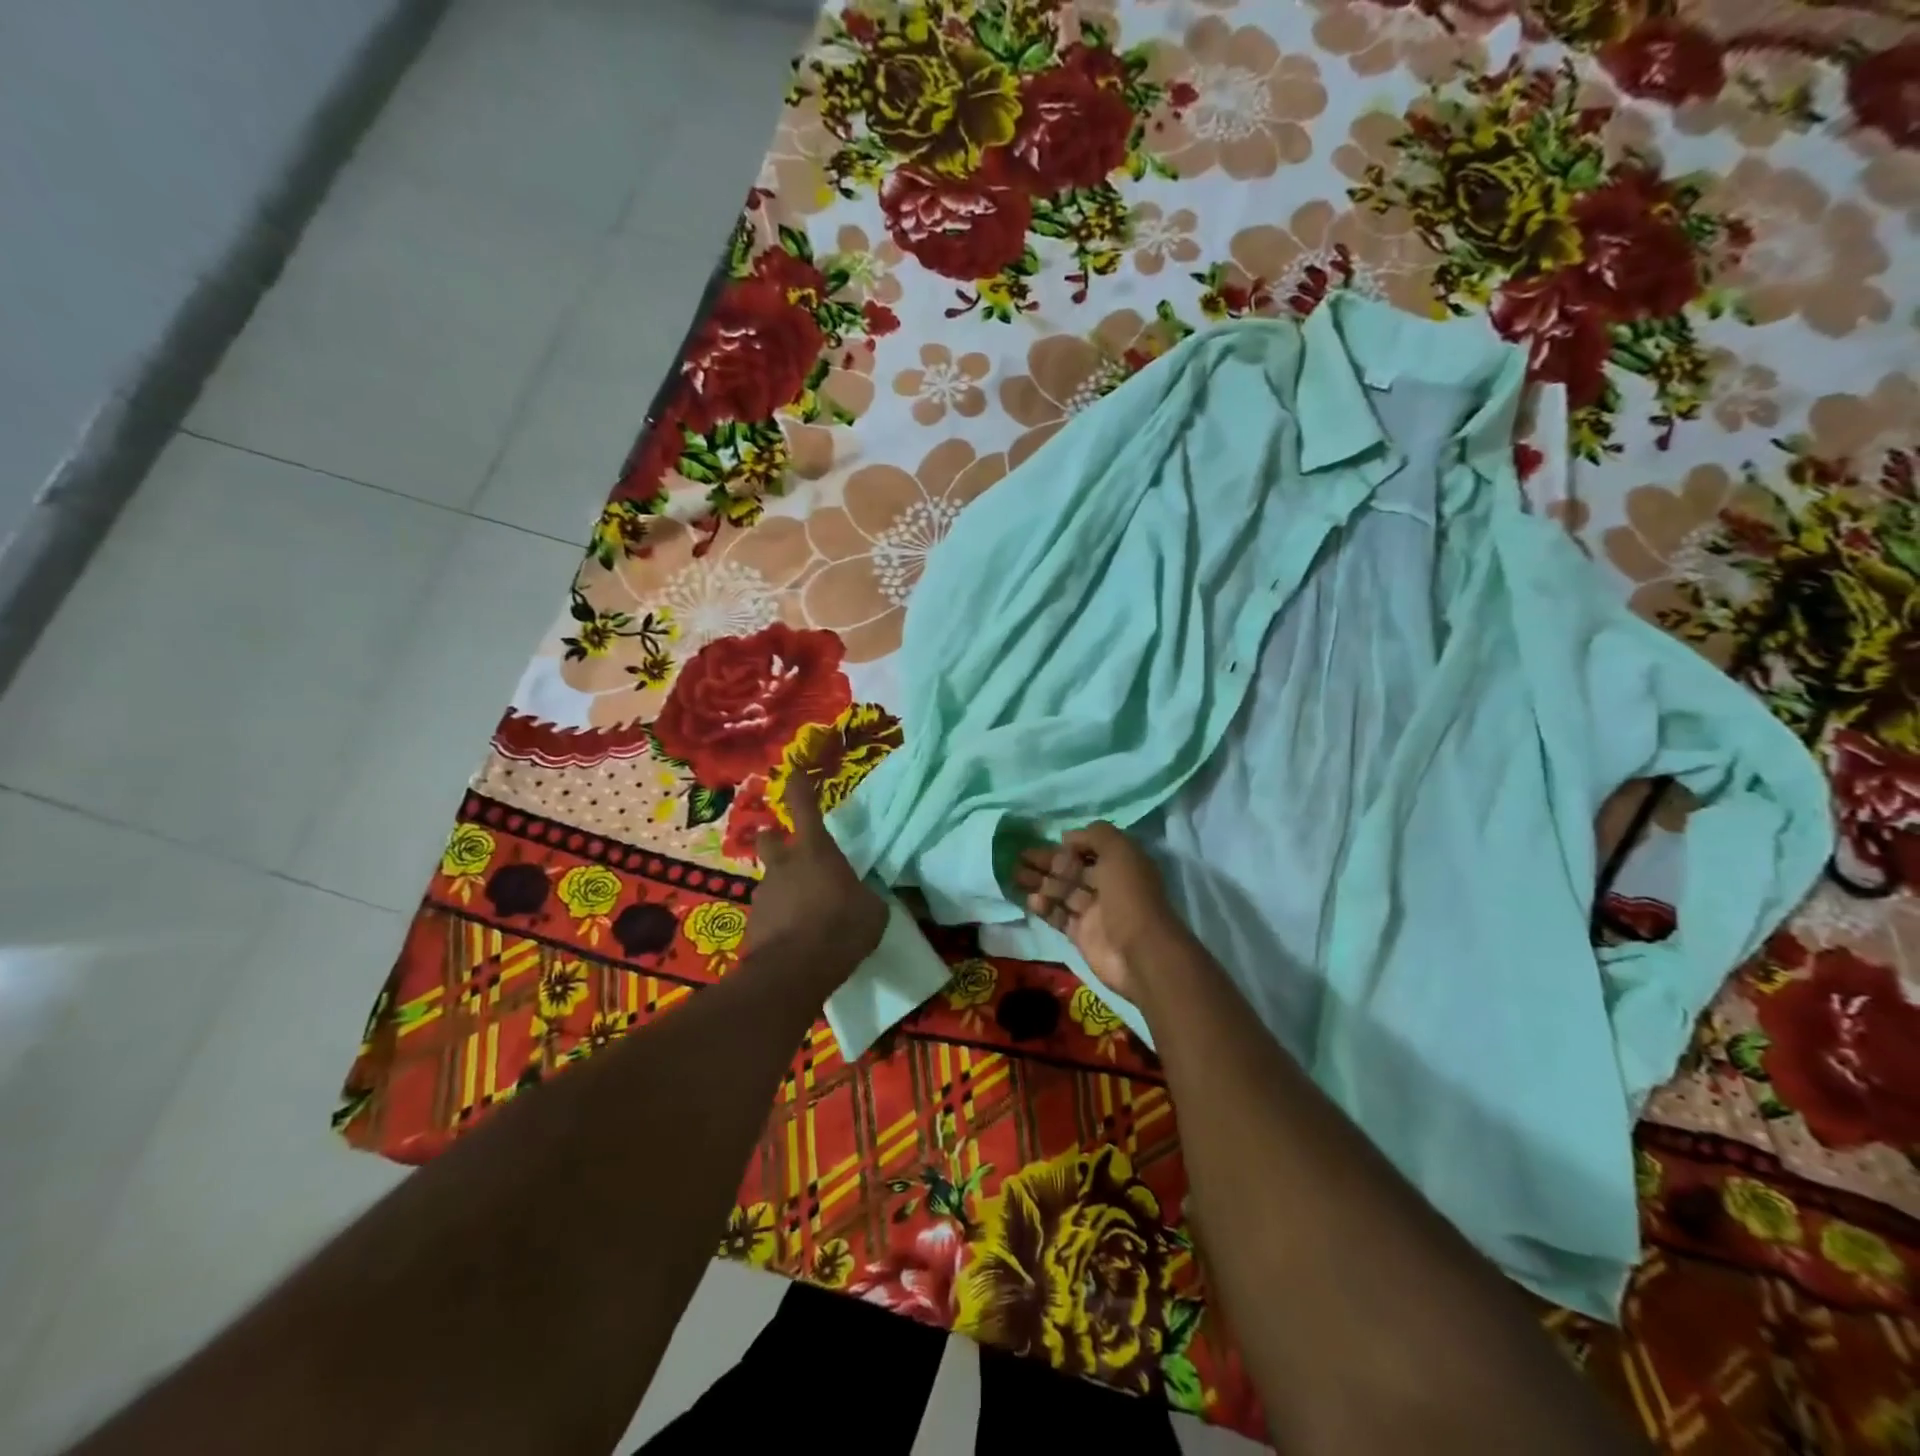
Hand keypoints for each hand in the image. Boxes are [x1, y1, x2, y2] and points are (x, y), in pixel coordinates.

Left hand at [745, 786, 886, 984]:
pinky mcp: (752, 924)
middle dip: (774, 839)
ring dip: (782, 889)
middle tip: (789, 852)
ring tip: (802, 914)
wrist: (793, 972)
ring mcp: (763, 894)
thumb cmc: (840, 928)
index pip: (804, 807)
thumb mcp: (872, 912)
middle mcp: (783, 865)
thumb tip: (866, 899)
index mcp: (815, 851)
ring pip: (769, 880)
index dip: (799, 788)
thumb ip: (866, 897)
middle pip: (769, 839)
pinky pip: (768, 914)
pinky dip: (778, 921)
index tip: (794, 774)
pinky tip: (794, 941)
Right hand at [1013, 821, 1183, 1011]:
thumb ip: (1095, 835)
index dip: (1067, 846)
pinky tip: (1030, 900)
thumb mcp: (1119, 851)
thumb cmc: (1130, 895)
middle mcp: (1108, 885)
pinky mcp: (1082, 934)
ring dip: (1040, 882)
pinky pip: (1059, 916)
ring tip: (1015, 875)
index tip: (1044, 841)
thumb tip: (1067, 837)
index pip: (1089, 849)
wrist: (1140, 952)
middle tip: (1018, 857)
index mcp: (1120, 864)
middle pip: (1072, 870)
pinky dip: (1045, 907)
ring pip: (1062, 892)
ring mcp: (1094, 912)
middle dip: (1046, 862)